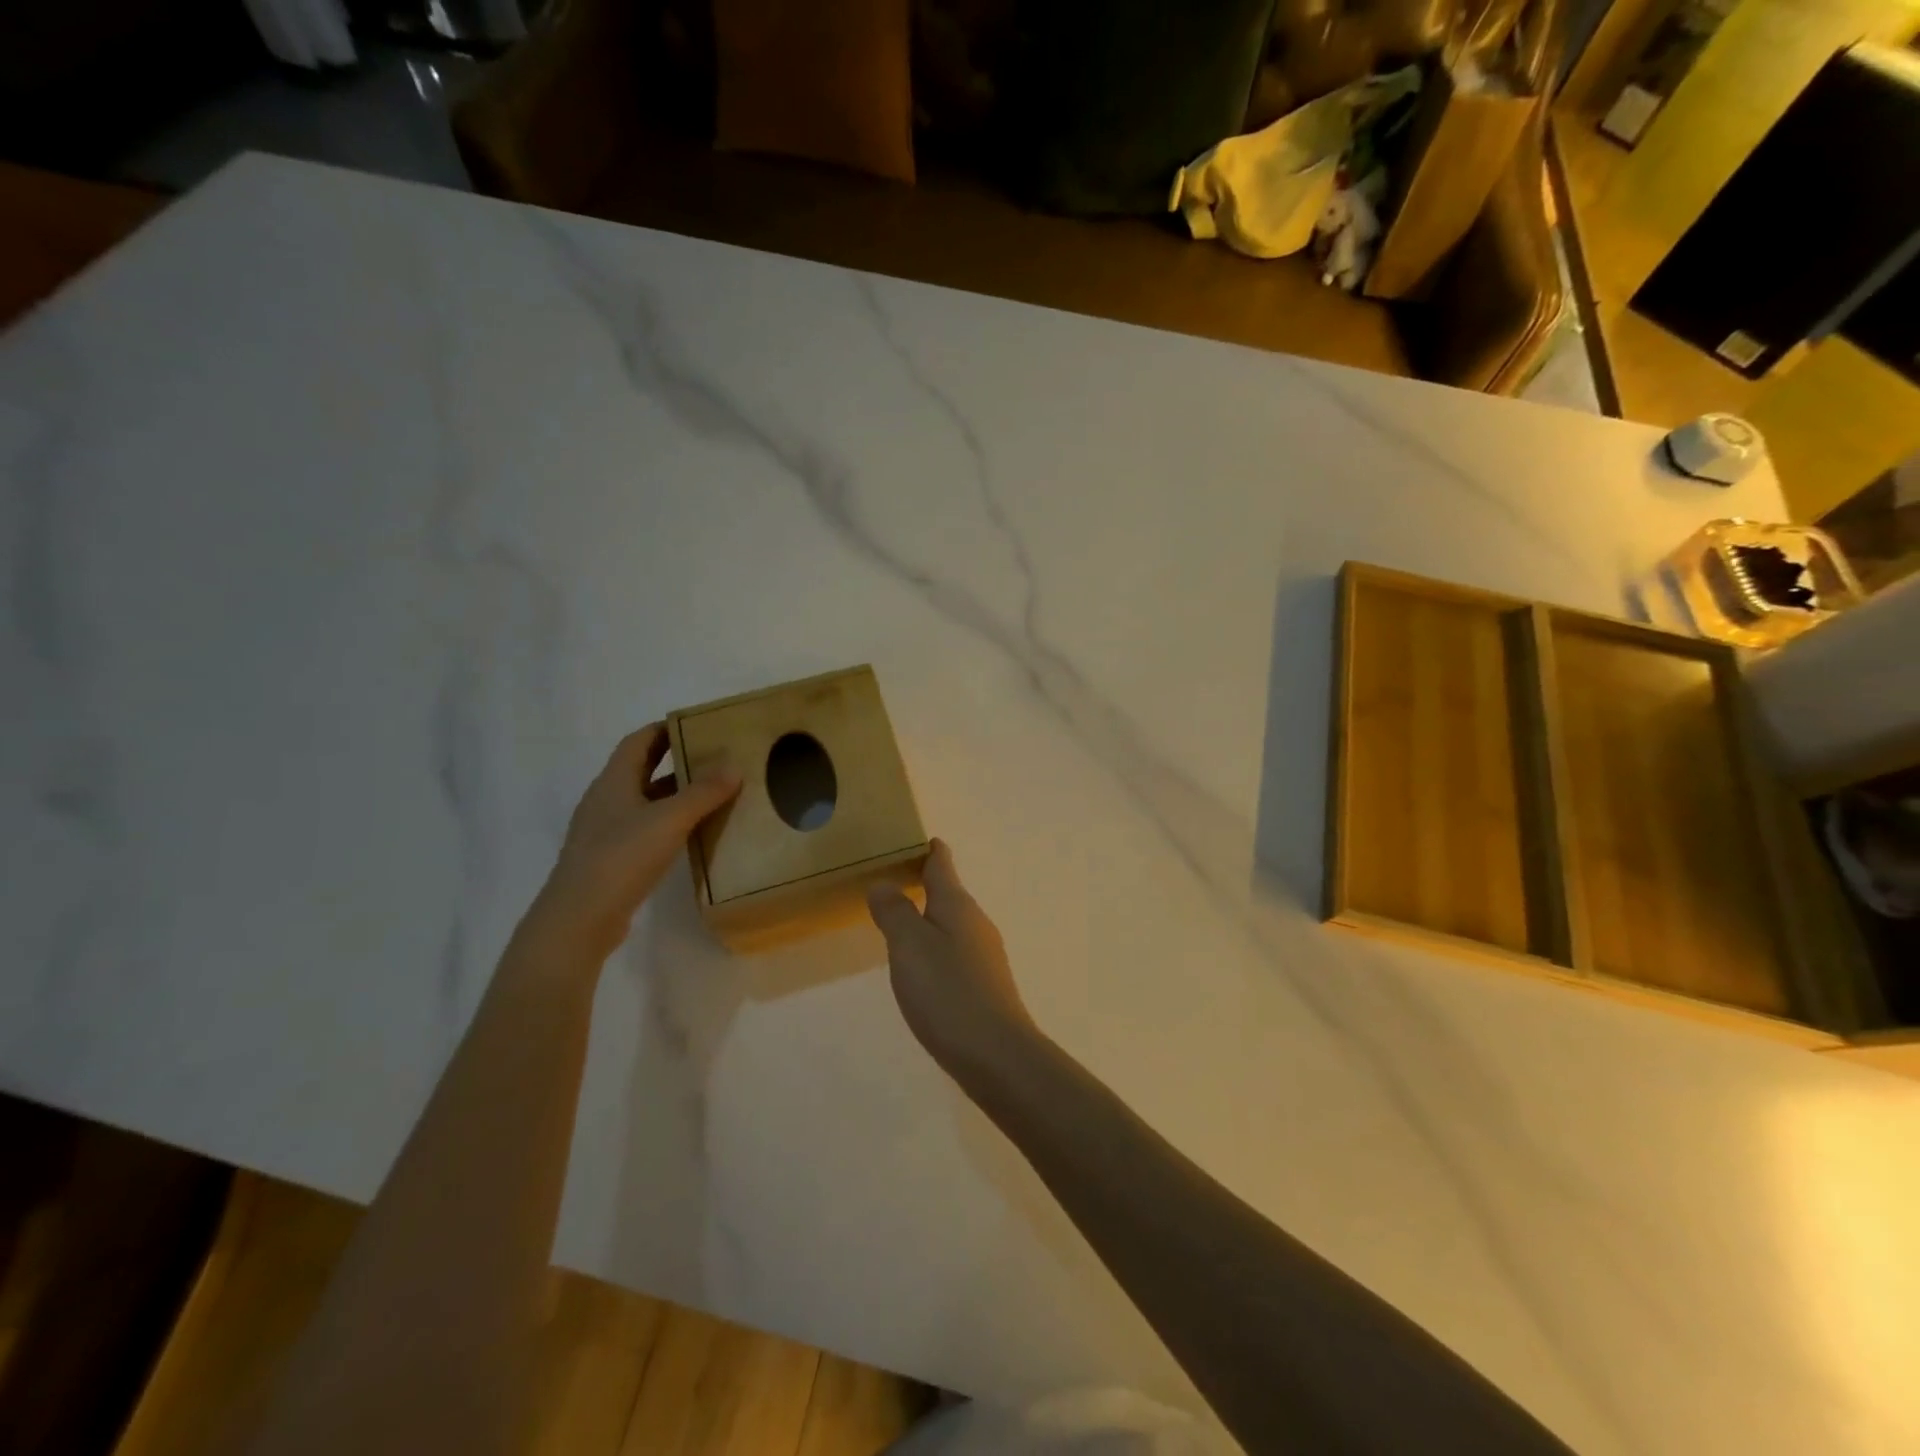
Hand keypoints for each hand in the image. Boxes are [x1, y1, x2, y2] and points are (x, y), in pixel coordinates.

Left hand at [521, 724, 739, 964]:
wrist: (580, 918)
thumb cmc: (622, 857)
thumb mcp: (669, 819)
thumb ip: (703, 792)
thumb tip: (734, 764)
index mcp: (614, 781)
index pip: (638, 742)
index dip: (664, 729)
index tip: (697, 725)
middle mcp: (606, 800)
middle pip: (641, 769)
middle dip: (674, 761)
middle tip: (713, 757)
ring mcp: (606, 831)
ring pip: (644, 801)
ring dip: (674, 795)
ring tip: (712, 794)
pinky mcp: (612, 859)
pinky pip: (644, 829)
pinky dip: (669, 823)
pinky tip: (692, 834)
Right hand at [867, 839, 1035, 1075]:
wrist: (996, 1055)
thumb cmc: (948, 992)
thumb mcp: (909, 946)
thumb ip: (894, 912)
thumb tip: (884, 884)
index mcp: (957, 905)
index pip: (942, 865)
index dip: (929, 850)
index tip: (916, 838)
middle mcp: (976, 923)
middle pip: (949, 893)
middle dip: (925, 883)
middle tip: (893, 879)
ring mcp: (984, 955)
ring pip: (952, 923)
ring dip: (929, 917)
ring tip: (901, 919)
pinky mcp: (984, 985)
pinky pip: (955, 951)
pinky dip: (936, 946)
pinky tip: (923, 966)